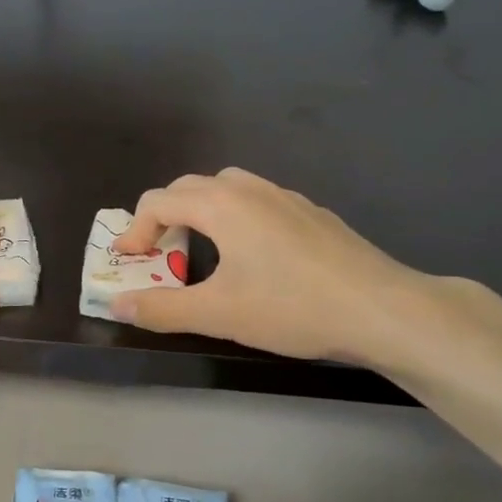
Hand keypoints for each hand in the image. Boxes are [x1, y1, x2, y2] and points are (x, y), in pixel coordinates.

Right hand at [110, 168, 444, 365]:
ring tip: (201, 247)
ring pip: (227, 187)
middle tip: (159, 253)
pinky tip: (254, 255)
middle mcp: (250, 189)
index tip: (128, 260)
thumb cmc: (293, 307)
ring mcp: (286, 197)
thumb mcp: (218, 314)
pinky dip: (236, 216)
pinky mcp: (312, 213)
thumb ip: (162, 308)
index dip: (135, 230)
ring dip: (201, 210)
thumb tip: (117, 304)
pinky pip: (258, 200)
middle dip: (164, 215)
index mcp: (221, 205)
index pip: (159, 202)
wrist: (384, 309)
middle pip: (189, 187)